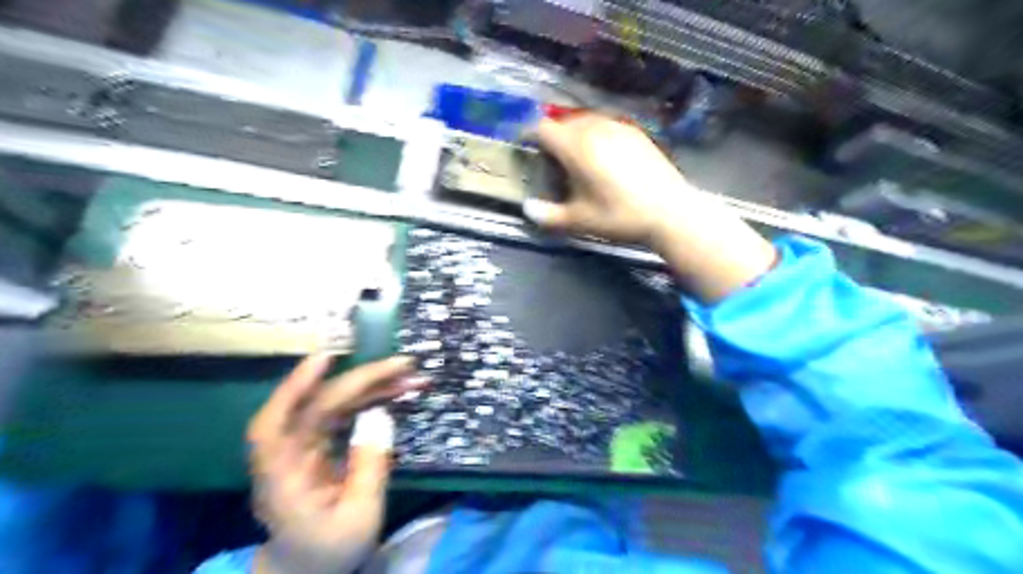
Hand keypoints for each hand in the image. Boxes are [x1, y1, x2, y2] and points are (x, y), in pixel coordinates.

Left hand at [252, 354, 428, 573]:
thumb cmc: (330, 550)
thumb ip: (369, 466)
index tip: (325, 359)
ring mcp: (305, 446)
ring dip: (373, 386)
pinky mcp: (320, 444)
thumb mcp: (359, 516)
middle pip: (319, 404)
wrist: (310, 567)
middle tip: (405, 365)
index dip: (293, 388)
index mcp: (283, 478)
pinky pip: (345, 413)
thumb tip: (381, 415)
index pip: (273, 426)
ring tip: (411, 377)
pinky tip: (395, 391)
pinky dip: (370, 399)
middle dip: (363, 379)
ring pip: (335, 403)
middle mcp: (289, 454)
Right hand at [528, 112, 776, 301]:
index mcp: (576, 146)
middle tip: (550, 161)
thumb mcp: (580, 221)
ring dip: (574, 134)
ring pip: (586, 121)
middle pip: (563, 121)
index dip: (528, 137)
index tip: (525, 149)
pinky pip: (606, 125)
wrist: (670, 212)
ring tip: (576, 159)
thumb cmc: (619, 216)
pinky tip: (604, 158)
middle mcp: (595, 128)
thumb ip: (548, 216)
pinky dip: (596, 135)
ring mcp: (619, 127)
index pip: (542, 129)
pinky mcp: (636, 133)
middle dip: (552, 137)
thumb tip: (527, 209)